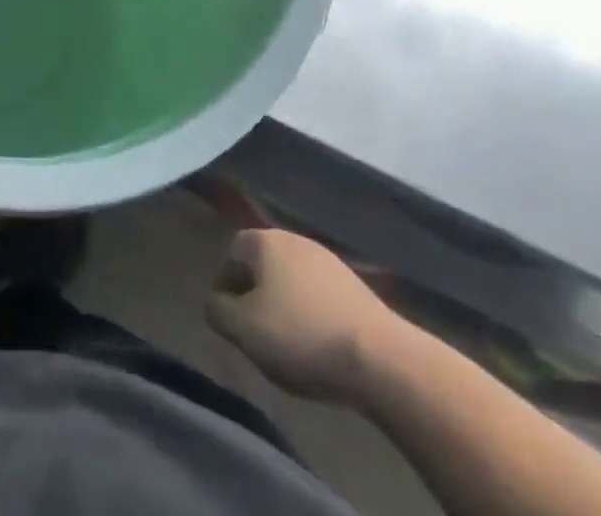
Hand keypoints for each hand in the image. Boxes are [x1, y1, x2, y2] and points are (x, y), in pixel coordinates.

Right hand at [206, 228, 404, 406]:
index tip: (229, 320)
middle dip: (254, 294)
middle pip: (262, 264)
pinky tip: (319, 344)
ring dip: (284, 304)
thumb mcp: (243, 330)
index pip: (230, 254)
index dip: (224, 286)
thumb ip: (217, 310)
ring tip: (288, 342)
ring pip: (291, 280)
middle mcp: (294, 239)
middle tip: (255, 331)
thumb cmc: (302, 337)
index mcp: (264, 241)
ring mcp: (329, 260)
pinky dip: (311, 313)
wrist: (384, 361)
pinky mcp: (358, 286)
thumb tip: (215, 302)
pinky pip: (319, 295)